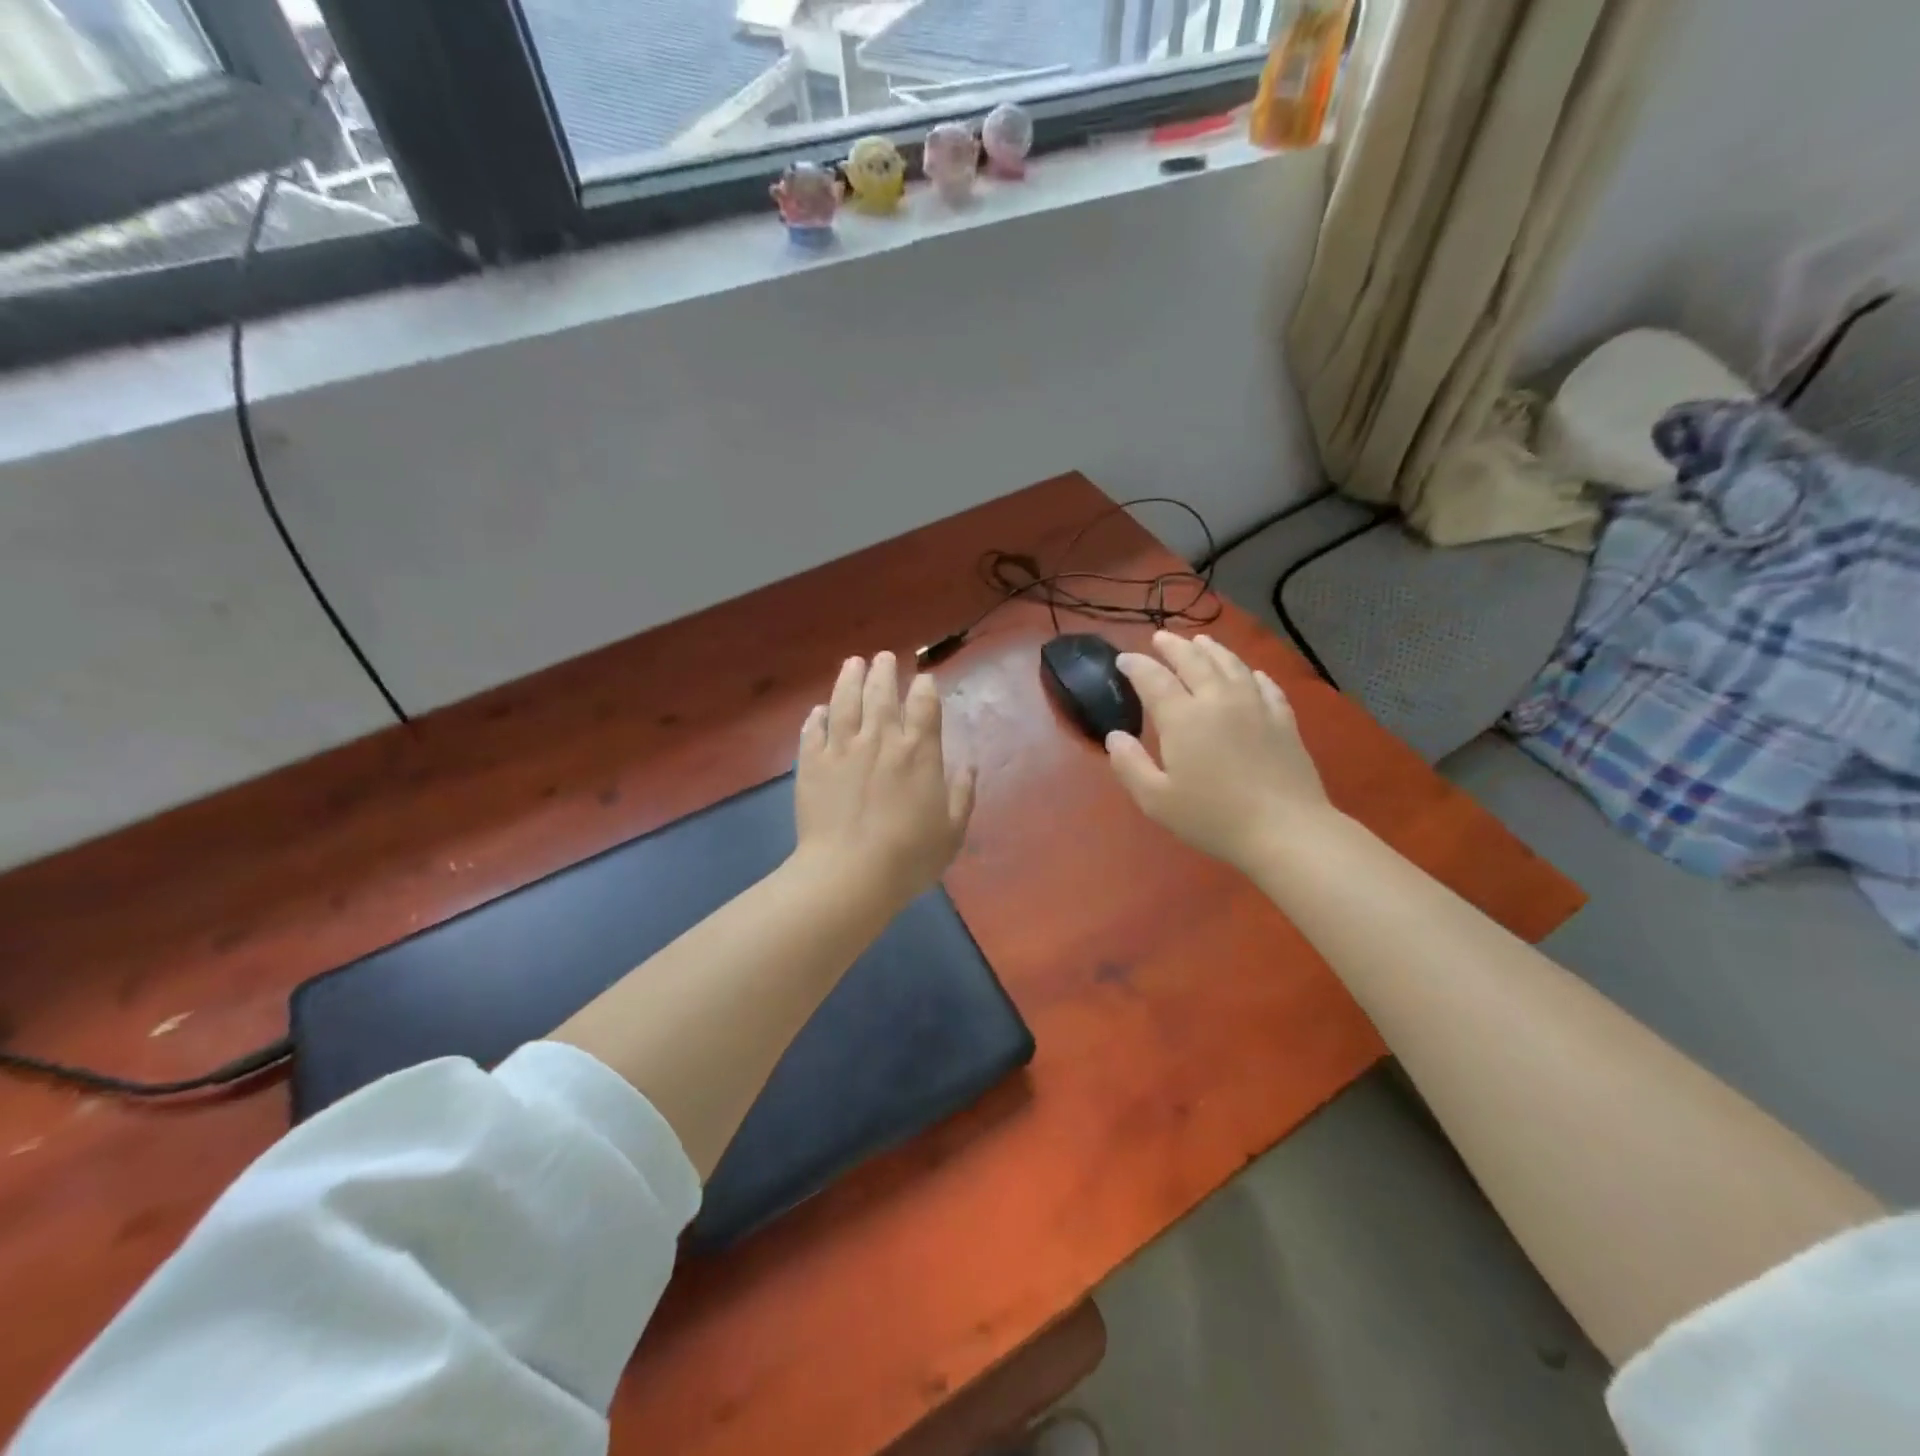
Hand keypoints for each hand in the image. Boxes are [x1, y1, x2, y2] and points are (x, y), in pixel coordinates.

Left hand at [794, 651, 975, 908]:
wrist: (849, 874)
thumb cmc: (909, 856)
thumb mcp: (952, 831)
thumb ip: (962, 795)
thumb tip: (968, 767)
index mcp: (919, 752)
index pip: (924, 705)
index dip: (924, 687)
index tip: (923, 680)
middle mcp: (880, 739)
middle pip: (882, 693)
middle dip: (884, 671)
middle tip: (883, 657)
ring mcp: (842, 748)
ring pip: (845, 701)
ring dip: (850, 678)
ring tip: (853, 663)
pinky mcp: (811, 763)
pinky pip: (813, 731)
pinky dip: (817, 717)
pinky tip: (819, 710)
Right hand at [1106, 631, 1333, 870]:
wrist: (1284, 829)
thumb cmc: (1212, 817)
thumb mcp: (1156, 800)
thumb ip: (1129, 765)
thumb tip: (1115, 736)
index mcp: (1183, 717)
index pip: (1153, 679)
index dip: (1136, 665)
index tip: (1124, 660)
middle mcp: (1218, 699)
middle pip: (1193, 660)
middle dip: (1173, 646)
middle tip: (1160, 638)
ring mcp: (1255, 706)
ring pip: (1231, 664)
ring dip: (1212, 650)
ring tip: (1201, 641)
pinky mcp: (1283, 719)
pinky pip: (1266, 685)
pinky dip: (1252, 673)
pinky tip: (1251, 673)